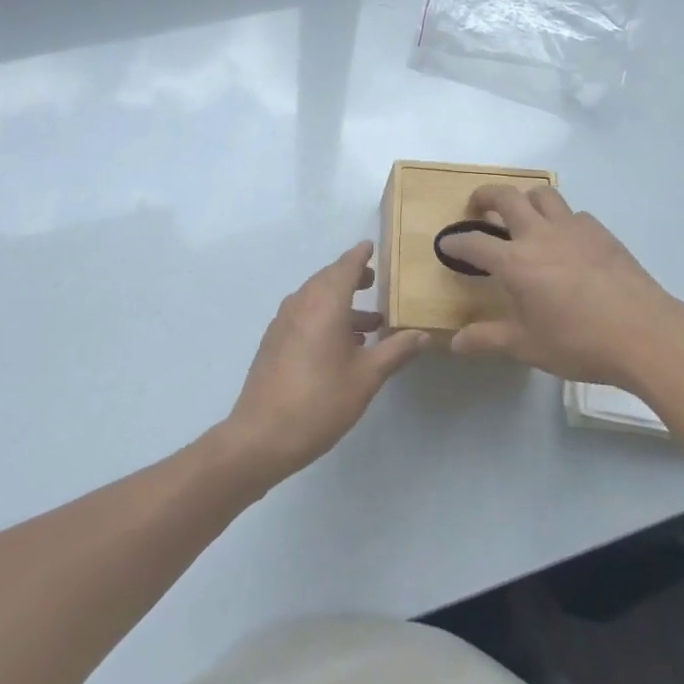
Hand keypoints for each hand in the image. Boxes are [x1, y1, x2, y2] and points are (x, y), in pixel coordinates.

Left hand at [219, 242, 428, 485]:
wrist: (261, 437)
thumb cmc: (320, 401)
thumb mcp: (366, 377)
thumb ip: (396, 351)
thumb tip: (422, 334)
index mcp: (325, 302)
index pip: (345, 266)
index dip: (360, 255)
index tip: (372, 246)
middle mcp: (301, 303)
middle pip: (328, 279)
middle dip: (352, 278)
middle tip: (374, 282)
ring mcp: (283, 322)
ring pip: (315, 299)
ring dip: (340, 302)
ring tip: (369, 323)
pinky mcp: (274, 342)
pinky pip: (304, 315)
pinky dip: (324, 317)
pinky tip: (340, 345)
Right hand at [437, 186, 683, 389]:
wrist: (645, 333)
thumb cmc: (579, 343)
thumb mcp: (528, 346)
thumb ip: (489, 339)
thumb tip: (456, 343)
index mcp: (516, 262)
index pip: (474, 244)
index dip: (456, 242)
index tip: (446, 243)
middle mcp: (539, 235)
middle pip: (506, 198)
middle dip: (485, 196)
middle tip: (478, 206)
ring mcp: (573, 229)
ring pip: (543, 195)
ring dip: (526, 199)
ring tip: (523, 214)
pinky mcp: (601, 233)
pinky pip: (574, 214)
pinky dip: (562, 219)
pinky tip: (567, 240)